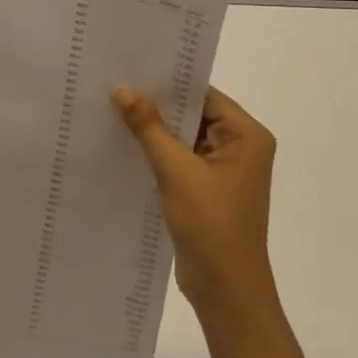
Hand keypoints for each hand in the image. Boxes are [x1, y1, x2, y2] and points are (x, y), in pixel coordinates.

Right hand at [112, 84, 277, 320]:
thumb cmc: (210, 223)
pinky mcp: (206, 187)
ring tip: (110, 108)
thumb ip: (148, 126)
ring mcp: (223, 168)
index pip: (203, 94)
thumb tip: (122, 88)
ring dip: (153, 128)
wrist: (225, 288)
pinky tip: (123, 142)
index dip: (167, 82)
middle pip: (192, 112)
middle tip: (112, 85)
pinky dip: (155, 150)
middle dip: (155, 103)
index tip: (129, 69)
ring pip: (182, 135)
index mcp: (246, 136)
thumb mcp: (175, 169)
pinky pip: (179, 157)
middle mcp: (240, 146)